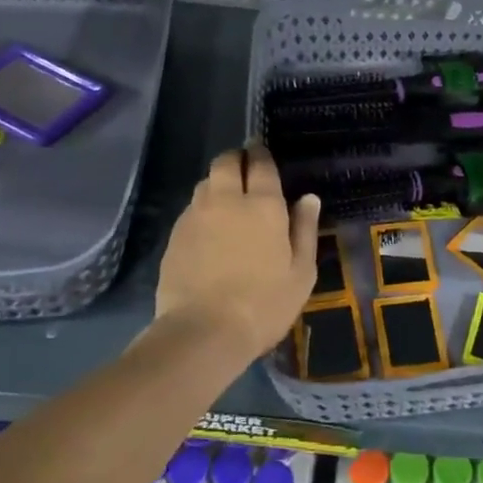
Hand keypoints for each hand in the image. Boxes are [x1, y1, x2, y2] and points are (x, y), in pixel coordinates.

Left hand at [155, 145, 321, 358]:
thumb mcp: (301, 272)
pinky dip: (202, 209)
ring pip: (205, 183)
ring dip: (217, 182)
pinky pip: (191, 209)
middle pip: (225, 162)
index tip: (261, 149)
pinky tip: (208, 229)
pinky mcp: (174, 237)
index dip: (260, 152)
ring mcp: (196, 216)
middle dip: (235, 158)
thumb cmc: (264, 304)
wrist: (203, 333)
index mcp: (263, 205)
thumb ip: (305, 230)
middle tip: (244, 168)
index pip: (260, 164)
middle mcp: (226, 201)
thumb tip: (308, 198)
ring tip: (226, 198)